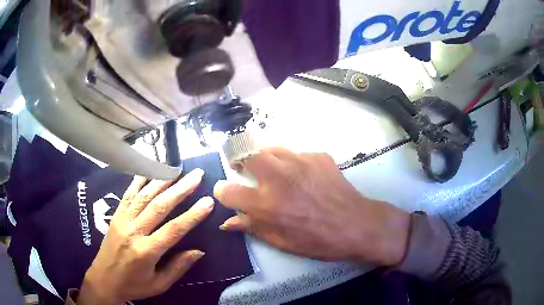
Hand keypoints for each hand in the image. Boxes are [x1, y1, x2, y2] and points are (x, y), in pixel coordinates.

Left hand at [77, 169, 213, 304]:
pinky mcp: (115, 215)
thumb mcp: (159, 284)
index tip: (208, 201)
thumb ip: (178, 268)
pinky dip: (139, 180)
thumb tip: (198, 251)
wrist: (103, 280)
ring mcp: (122, 220)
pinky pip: (128, 194)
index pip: (173, 230)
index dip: (192, 215)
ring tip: (178, 168)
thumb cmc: (133, 285)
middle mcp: (133, 231)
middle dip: (180, 189)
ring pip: (144, 196)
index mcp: (145, 252)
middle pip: (159, 206)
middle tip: (196, 175)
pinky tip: (149, 169)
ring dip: (162, 180)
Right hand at [214, 148, 409, 265]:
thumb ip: (252, 228)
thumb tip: (228, 222)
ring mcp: (300, 162)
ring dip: (265, 158)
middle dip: (238, 158)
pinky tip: (305, 176)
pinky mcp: (318, 155)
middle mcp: (279, 177)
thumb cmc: (318, 240)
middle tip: (243, 168)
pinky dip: (293, 163)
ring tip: (273, 171)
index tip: (226, 192)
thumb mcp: (282, 242)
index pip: (228, 190)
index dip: (222, 191)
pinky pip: (296, 154)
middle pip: (244, 152)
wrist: (357, 224)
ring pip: (270, 147)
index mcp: (267, 204)